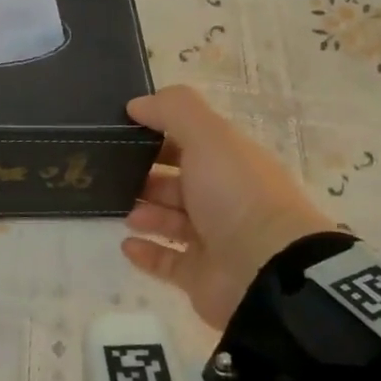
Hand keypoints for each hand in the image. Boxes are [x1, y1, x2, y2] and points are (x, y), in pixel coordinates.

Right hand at [122, 85, 340, 327]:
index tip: (123, 132)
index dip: (160, 134)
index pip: (192, 142)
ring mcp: (215, 239)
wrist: (268, 271)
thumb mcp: (209, 137)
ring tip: (124, 211)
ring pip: (171, 221)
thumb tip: (137, 104)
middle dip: (147, 176)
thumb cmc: (237, 196)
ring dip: (145, 212)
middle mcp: (225, 198)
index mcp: (231, 162)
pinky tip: (127, 244)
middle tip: (113, 174)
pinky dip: (147, 252)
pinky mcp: (202, 276)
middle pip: (179, 182)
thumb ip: (173, 111)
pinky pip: (168, 260)